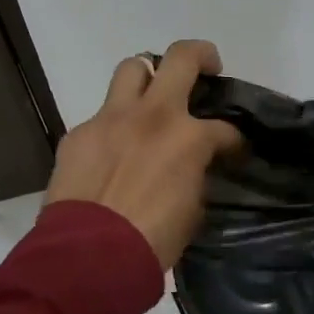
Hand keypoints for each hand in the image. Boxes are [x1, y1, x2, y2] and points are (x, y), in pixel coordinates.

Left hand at [44, 40, 244, 271]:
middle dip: (200, 55)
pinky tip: (113, 150)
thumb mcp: (192, 208)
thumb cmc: (152, 241)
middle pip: (180, 58)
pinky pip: (101, 115)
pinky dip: (114, 125)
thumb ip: (196, 174)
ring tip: (153, 95)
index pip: (224, 128)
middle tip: (207, 68)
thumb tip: (194, 168)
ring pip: (132, 69)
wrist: (88, 258)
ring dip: (148, 76)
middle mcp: (152, 115)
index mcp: (189, 137)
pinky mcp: (79, 132)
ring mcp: (111, 118)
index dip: (233, 139)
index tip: (234, 151)